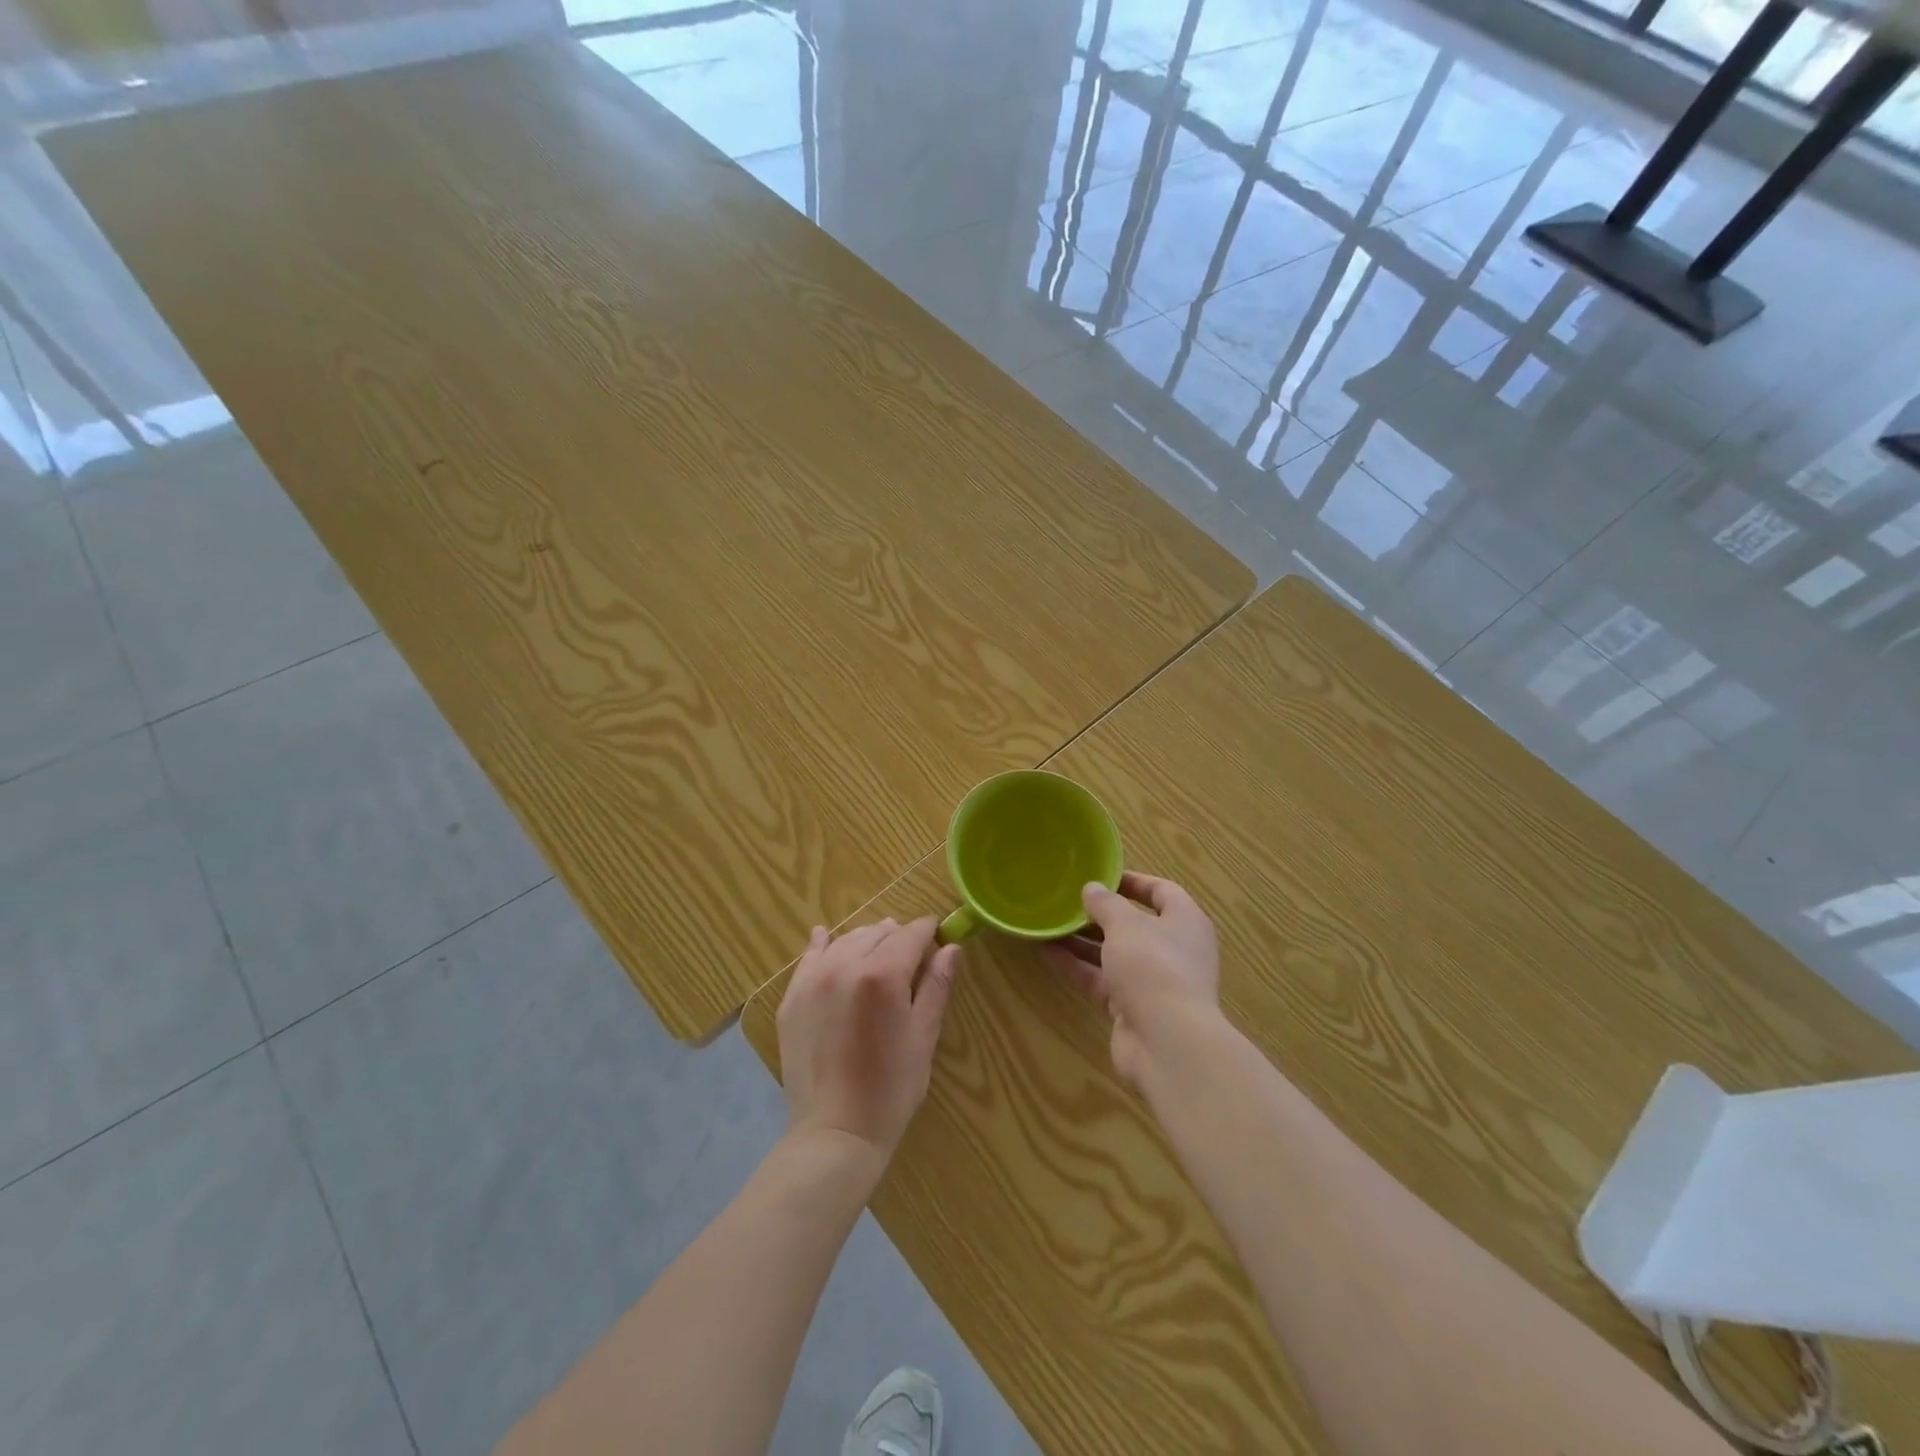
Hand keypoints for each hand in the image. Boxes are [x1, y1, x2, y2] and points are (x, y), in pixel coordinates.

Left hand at [777, 917, 960, 1160]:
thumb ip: (937, 985)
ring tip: (878, 954)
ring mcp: (813, 980)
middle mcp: (845, 965)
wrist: (836, 1131)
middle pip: (878, 933)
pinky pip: (809, 957)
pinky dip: (823, 945)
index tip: (938, 936)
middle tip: (912, 957)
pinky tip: (825, 937)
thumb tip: (951, 947)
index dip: (928, 931)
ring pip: (846, 940)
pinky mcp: (792, 998)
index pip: (911, 934)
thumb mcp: (924, 1036)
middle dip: (899, 938)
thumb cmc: (891, 1088)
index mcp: (883, 974)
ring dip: (866, 941)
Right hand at [1046, 872, 1220, 1084]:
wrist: (1167, 1043)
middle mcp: (1173, 950)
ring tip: (1050, 923)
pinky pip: (1102, 980)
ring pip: (1114, 954)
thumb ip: (1105, 904)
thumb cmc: (1153, 966)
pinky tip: (1046, 952)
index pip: (1162, 891)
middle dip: (1101, 914)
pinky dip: (1078, 967)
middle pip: (1135, 924)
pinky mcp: (1132, 1008)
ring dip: (1083, 941)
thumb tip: (1092, 889)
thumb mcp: (1125, 924)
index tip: (1100, 876)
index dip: (1132, 881)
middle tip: (1068, 901)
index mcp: (1185, 922)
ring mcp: (1153, 982)